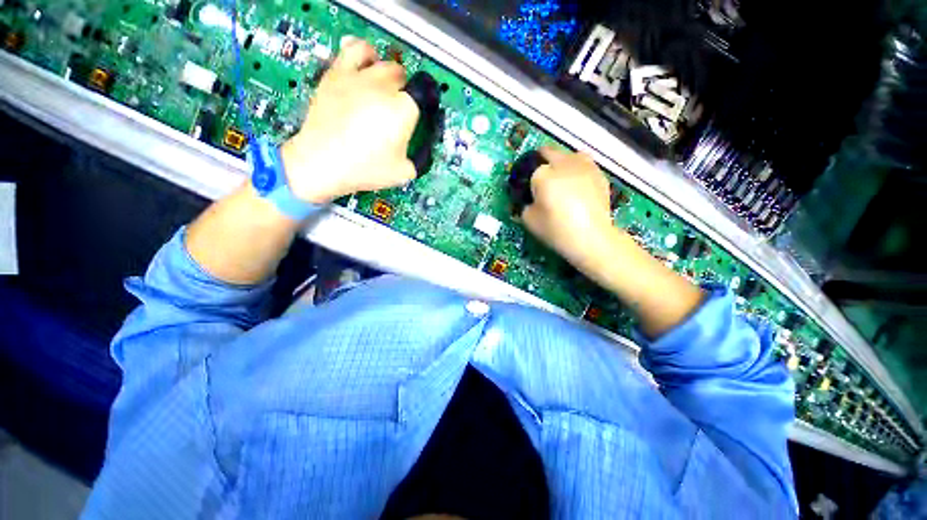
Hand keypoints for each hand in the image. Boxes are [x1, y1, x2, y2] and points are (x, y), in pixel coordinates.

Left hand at [281, 37, 419, 203]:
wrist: (324, 162)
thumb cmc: (364, 169)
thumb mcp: (403, 172)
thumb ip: (420, 159)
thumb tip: (423, 151)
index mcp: (403, 110)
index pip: (422, 96)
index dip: (422, 106)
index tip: (418, 116)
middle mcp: (383, 87)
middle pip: (403, 77)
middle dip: (405, 92)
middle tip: (398, 109)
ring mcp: (359, 77)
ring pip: (384, 62)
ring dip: (389, 74)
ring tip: (384, 88)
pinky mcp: (338, 73)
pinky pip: (354, 48)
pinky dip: (365, 52)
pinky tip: (366, 64)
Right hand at [522, 147, 616, 269]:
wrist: (591, 238)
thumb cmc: (556, 229)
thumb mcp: (529, 221)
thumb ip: (523, 206)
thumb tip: (527, 200)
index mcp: (543, 174)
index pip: (530, 169)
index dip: (528, 180)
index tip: (529, 190)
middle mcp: (563, 163)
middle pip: (549, 152)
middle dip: (542, 161)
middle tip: (542, 179)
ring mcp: (584, 166)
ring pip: (568, 155)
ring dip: (562, 162)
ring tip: (562, 178)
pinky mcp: (599, 174)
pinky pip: (584, 165)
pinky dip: (578, 170)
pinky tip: (578, 185)